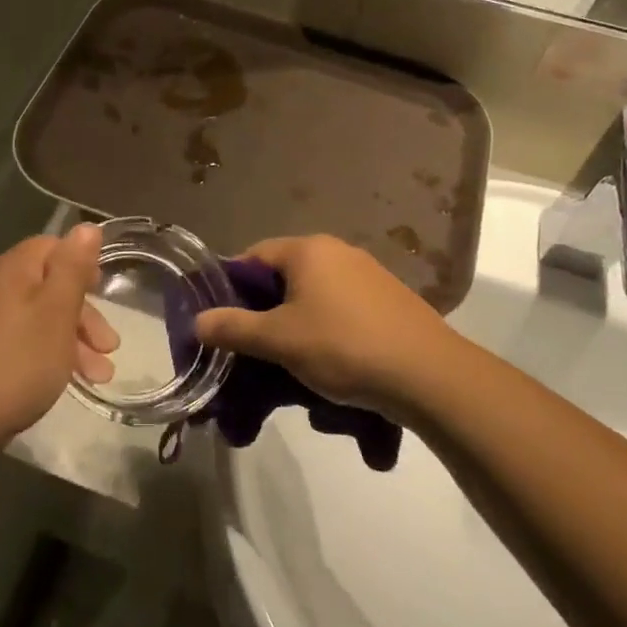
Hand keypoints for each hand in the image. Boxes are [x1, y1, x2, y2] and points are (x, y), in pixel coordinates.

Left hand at [0, 224, 116, 446]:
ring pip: (40, 316)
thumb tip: (87, 226)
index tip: (104, 294)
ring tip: (100, 376)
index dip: (82, 265)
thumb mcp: (57, 312)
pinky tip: (68, 379)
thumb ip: (73, 267)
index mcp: (12, 269)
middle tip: (110, 347)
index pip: (53, 247)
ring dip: (73, 340)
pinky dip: (50, 352)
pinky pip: (24, 338)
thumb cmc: (20, 361)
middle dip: (84, 315)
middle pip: (49, 284)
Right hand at [193, 235, 465, 414]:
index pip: (254, 256)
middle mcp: (338, 253)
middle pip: (284, 281)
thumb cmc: (344, 347)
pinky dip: (329, 338)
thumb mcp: (280, 341)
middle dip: (267, 318)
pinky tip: (333, 373)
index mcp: (309, 250)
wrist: (430, 376)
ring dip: (298, 333)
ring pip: (315, 302)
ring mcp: (369, 277)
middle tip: (256, 353)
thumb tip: (197, 322)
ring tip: (294, 371)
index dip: (232, 288)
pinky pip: (343, 315)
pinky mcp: (390, 303)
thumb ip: (233, 328)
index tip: (224, 324)